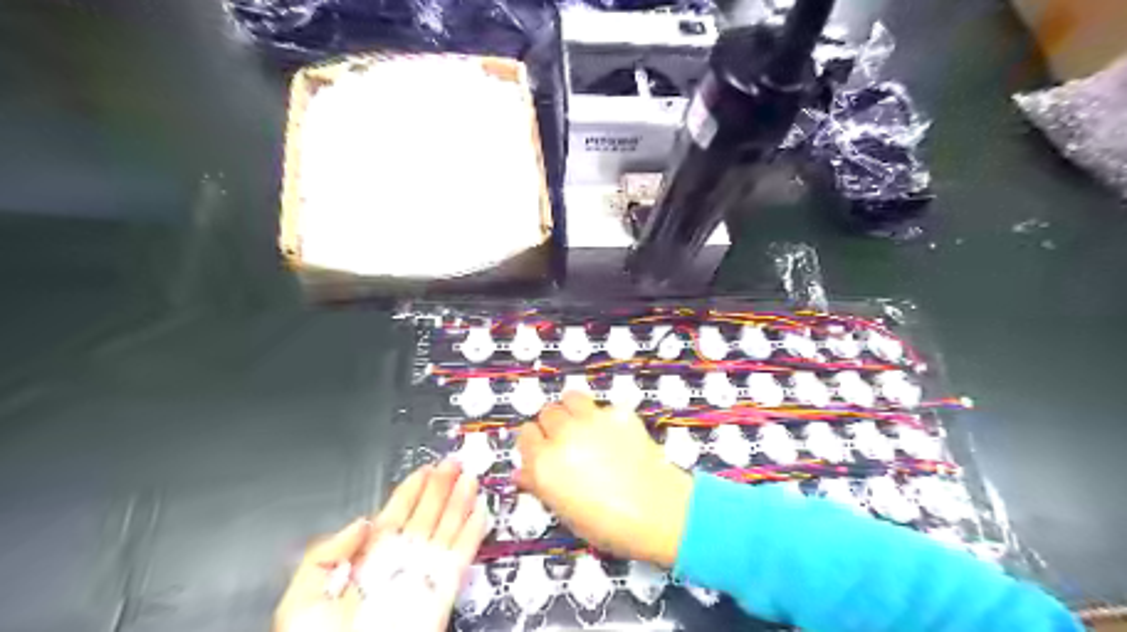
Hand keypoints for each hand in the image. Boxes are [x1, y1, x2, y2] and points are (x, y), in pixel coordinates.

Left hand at [274, 458, 487, 631]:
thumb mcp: (302, 598)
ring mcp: (423, 574)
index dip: (411, 491)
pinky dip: (473, 533)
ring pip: (446, 530)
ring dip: (459, 503)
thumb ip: (327, 554)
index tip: (425, 469)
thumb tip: (363, 522)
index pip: (395, 516)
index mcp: (367, 560)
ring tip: (469, 478)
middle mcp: (399, 562)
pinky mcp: (443, 591)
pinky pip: (462, 555)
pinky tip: (480, 511)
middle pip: (425, 516)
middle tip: (453, 463)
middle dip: (440, 488)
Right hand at [515, 394, 691, 565]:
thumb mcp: (565, 512)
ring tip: (585, 427)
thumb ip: (540, 486)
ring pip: (570, 398)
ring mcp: (591, 420)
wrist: (657, 511)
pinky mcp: (618, 413)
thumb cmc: (608, 525)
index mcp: (544, 463)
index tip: (543, 451)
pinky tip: (615, 435)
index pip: (525, 435)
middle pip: (547, 413)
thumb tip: (522, 474)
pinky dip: (603, 417)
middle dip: (553, 425)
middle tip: (567, 441)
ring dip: (573, 410)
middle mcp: (563, 435)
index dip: (534, 443)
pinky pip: (602, 406)